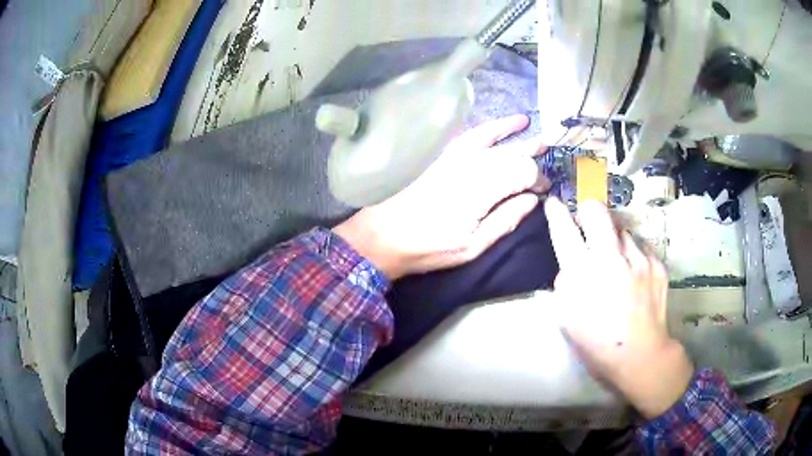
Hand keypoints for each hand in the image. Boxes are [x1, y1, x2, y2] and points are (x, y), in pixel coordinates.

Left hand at [334, 114, 547, 279]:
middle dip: (531, 155)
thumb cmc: (428, 247)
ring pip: (492, 138)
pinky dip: (486, 127)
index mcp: (482, 188)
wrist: (382, 236)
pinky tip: (497, 124)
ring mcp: (453, 155)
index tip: (544, 190)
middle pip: (511, 153)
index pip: (523, 172)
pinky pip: (468, 134)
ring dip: (512, 131)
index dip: (538, 179)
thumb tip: (533, 199)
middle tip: (546, 154)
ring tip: (529, 125)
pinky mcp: (439, 154)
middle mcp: (471, 164)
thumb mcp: (473, 246)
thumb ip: (506, 219)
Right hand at [545, 198, 693, 418]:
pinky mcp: (656, 262)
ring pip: (622, 228)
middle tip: (588, 223)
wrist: (641, 355)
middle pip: (596, 210)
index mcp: (583, 274)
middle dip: (588, 210)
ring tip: (618, 260)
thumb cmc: (597, 343)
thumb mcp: (567, 318)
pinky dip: (633, 254)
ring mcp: (638, 257)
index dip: (556, 213)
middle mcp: (611, 257)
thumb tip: (571, 265)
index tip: (554, 204)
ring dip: (614, 238)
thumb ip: (565, 284)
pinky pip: (640, 245)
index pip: (564, 230)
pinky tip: (634, 274)